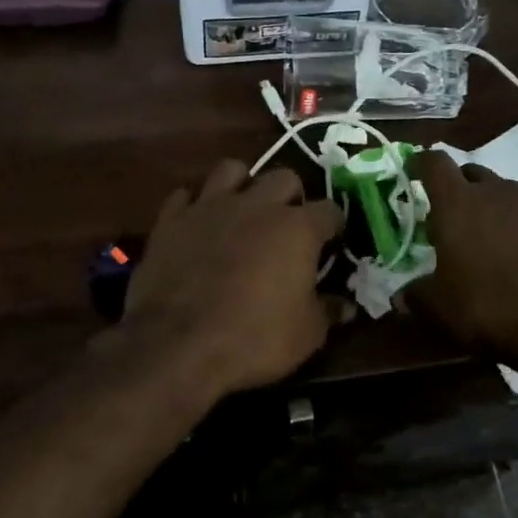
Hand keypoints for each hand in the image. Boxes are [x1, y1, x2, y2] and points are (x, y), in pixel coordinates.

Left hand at [118, 159, 345, 397]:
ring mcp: (210, 207)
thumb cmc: (254, 340)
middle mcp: (256, 205)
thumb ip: (328, 311)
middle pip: (284, 177)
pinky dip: (195, 206)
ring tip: (243, 210)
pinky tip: (199, 225)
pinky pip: (185, 196)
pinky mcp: (171, 220)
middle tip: (288, 225)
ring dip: (242, 185)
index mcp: (297, 228)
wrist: (177, 347)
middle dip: (292, 196)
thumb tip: (346, 306)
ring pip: (231, 169)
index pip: (329, 210)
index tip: (331, 242)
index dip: (333, 226)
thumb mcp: (306, 334)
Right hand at [406, 149, 517, 365]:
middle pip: (470, 173)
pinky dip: (514, 226)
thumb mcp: (438, 307)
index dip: (420, 164)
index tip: (412, 173)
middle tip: (446, 219)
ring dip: (487, 207)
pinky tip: (514, 256)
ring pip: (501, 193)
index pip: (434, 163)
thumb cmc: (488, 306)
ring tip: (482, 240)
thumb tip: (401, 297)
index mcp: (458, 202)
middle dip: (455, 189)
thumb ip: (415, 295)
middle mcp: (496, 192)